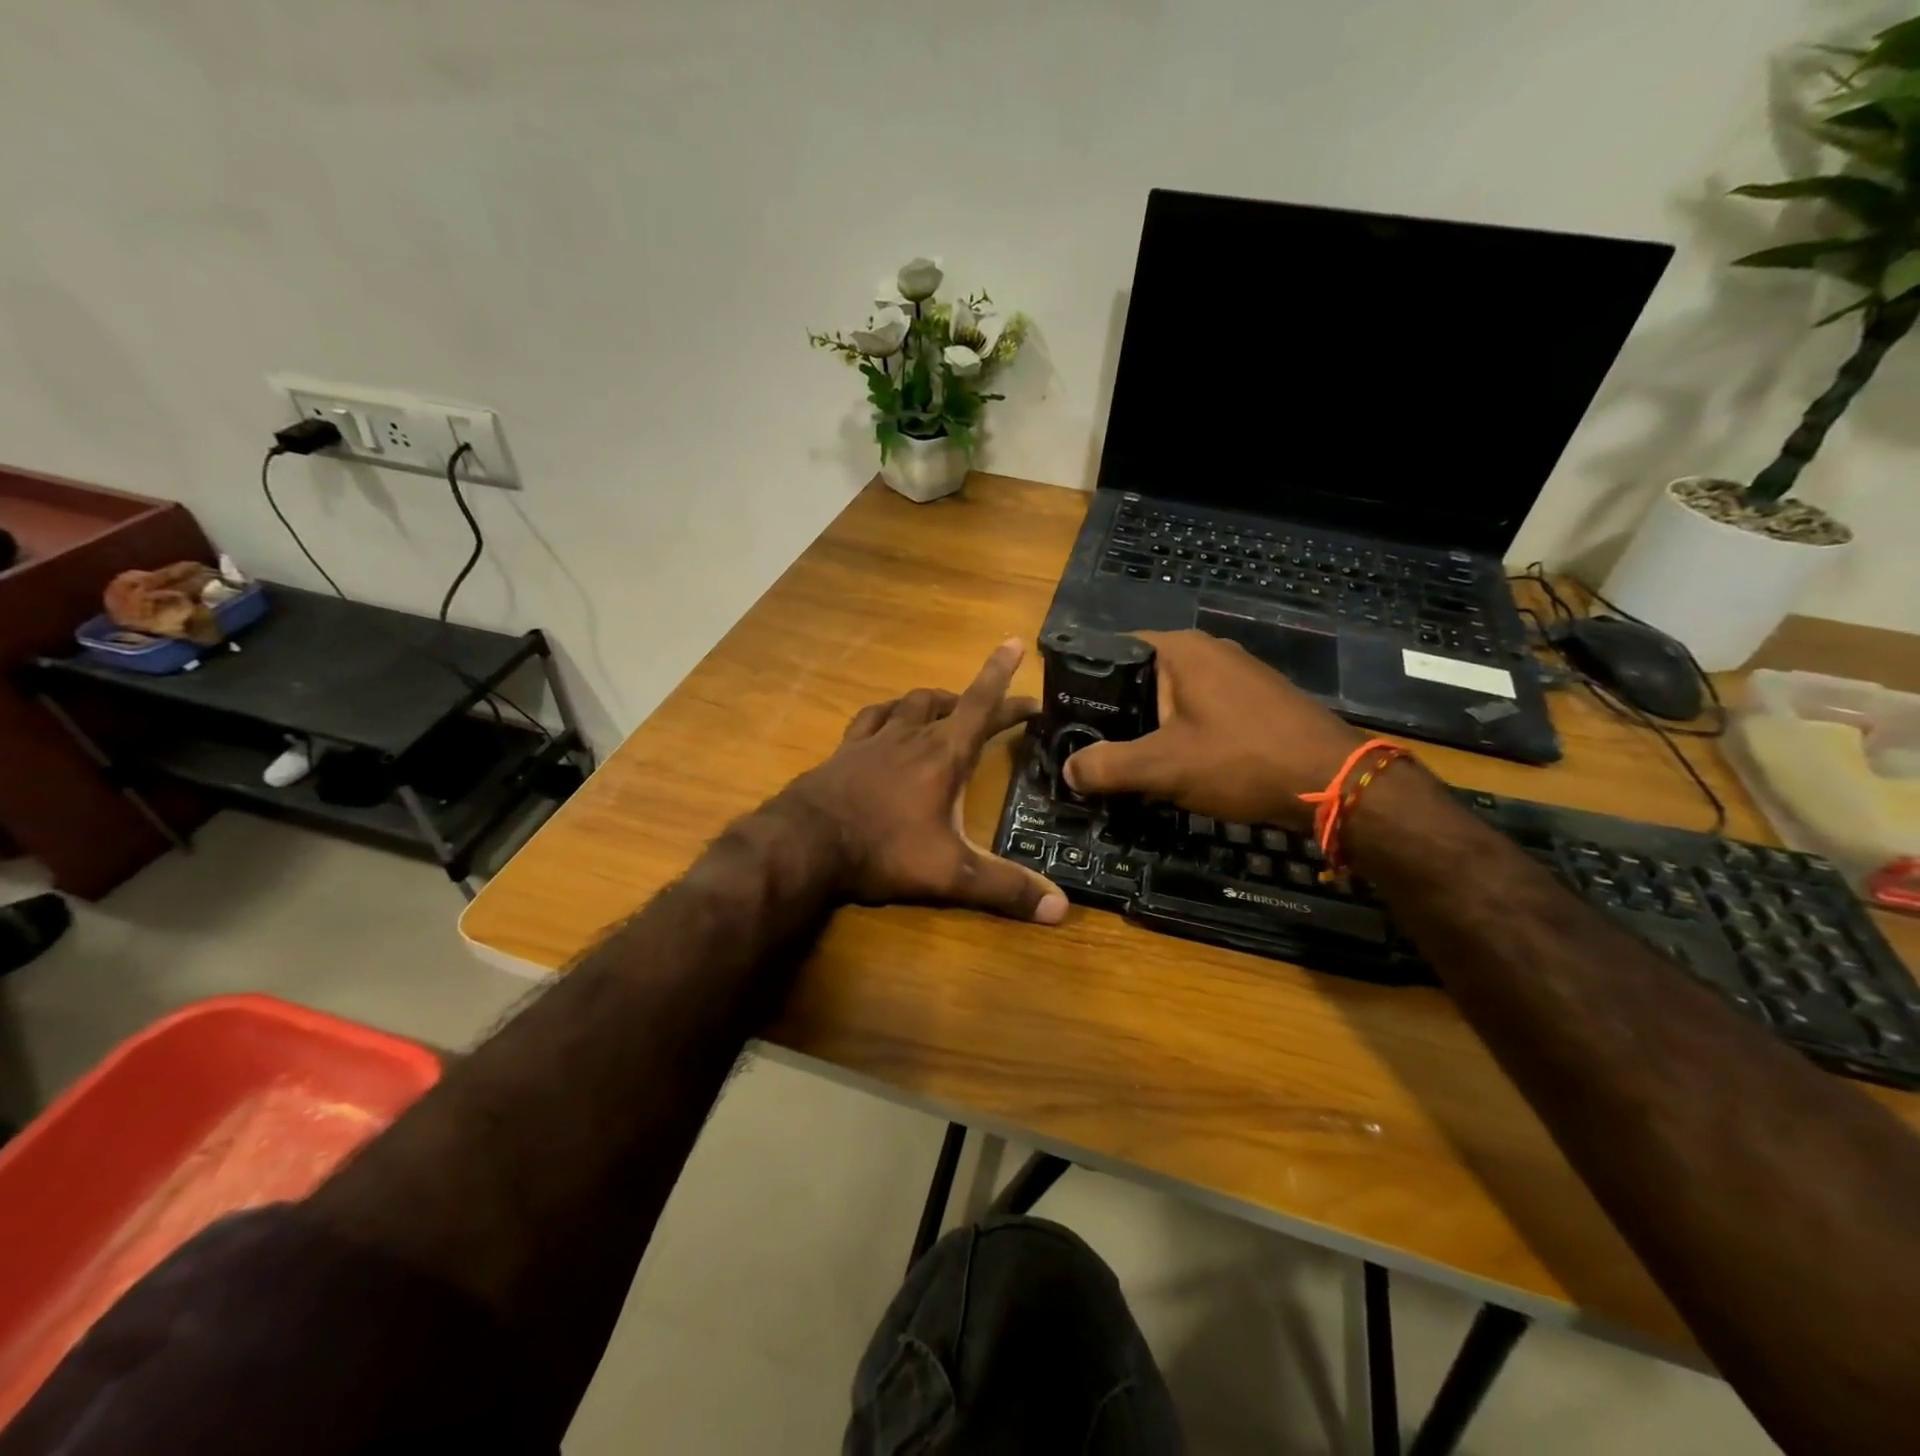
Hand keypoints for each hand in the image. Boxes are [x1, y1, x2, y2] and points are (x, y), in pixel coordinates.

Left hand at [778, 639, 1067, 923]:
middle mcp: (911, 736)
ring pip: (909, 702)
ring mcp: (874, 740)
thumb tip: (1061, 908)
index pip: (981, 703)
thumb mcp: (950, 873)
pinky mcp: (844, 751)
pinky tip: (887, 720)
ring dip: (933, 701)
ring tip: (946, 707)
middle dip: (977, 698)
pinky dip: (887, 713)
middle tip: (995, 709)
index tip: (1014, 645)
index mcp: (944, 754)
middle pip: (950, 703)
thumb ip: (1004, 887)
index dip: (1001, 675)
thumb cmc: (883, 851)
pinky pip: (871, 717)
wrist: (805, 844)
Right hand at [1062, 629, 1365, 829]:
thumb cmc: (1240, 759)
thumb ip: (1107, 766)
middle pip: (1142, 677)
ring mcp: (1238, 674)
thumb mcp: (1162, 767)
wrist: (1335, 782)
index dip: (1087, 684)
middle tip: (1092, 748)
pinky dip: (1183, 735)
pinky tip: (1178, 766)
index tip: (1069, 718)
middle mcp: (1209, 651)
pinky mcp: (1257, 701)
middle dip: (1117, 714)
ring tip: (1128, 762)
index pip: (1114, 650)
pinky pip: (1203, 712)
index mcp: (1180, 650)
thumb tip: (1067, 770)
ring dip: (1151, 728)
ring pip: (1173, 699)